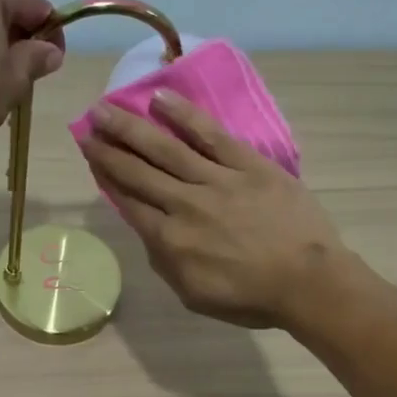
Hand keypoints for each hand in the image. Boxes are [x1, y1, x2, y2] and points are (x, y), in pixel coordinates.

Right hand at [80, 91, 345, 329]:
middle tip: (87, 125)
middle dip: (109, 147)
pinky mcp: (248, 165)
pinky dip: (184, 115)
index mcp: (170, 241)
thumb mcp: (194, 295)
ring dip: (132, 127)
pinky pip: (211, 135)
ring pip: (166, 148)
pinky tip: (161, 98)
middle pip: (139, 171)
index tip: (90, 155)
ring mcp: (217, 180)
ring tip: (107, 107)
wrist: (308, 281)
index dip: (106, 176)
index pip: (129, 201)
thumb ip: (165, 263)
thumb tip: (150, 233)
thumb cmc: (251, 297)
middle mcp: (185, 204)